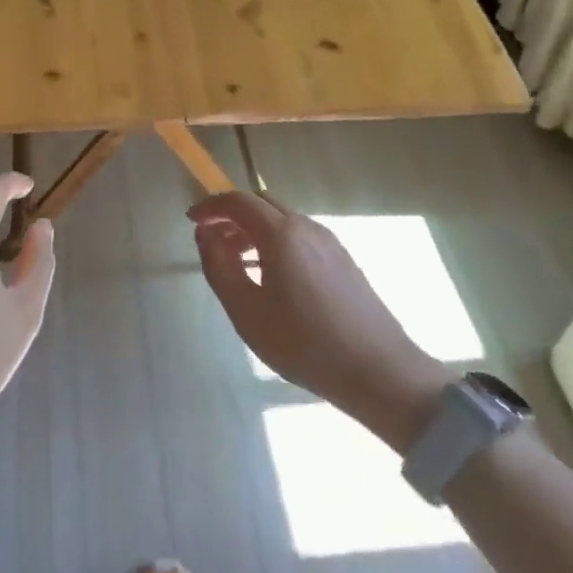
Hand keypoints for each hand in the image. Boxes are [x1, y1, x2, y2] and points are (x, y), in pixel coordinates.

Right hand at [189, 192, 447, 450]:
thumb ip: (219, 266)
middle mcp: (307, 227)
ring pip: (283, 220)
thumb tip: (205, 233)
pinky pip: (300, 237)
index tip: (192, 220)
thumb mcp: (246, 311)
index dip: (211, 206)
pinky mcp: (344, 260)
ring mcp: (330, 242)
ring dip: (254, 230)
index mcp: (281, 233)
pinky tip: (272, 277)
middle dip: (232, 216)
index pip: (238, 201)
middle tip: (213, 241)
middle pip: (262, 204)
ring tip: (238, 262)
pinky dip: (276, 242)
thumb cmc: (304, 343)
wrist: (380, 372)